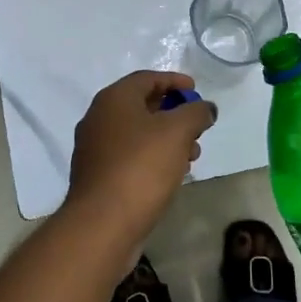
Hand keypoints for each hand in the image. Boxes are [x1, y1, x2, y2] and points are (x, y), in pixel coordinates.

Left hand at [65, 71, 216, 251]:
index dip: (174, 81)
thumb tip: (205, 108)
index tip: (196, 91)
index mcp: (113, 99)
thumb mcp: (177, 132)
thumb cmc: (141, 167)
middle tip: (197, 126)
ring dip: (166, 138)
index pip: (147, 78)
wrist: (102, 223)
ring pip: (137, 133)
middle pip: (142, 105)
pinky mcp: (98, 175)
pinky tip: (172, 173)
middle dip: (174, 113)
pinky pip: (130, 155)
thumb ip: (196, 113)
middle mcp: (99, 118)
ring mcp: (95, 148)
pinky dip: (152, 156)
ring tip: (192, 155)